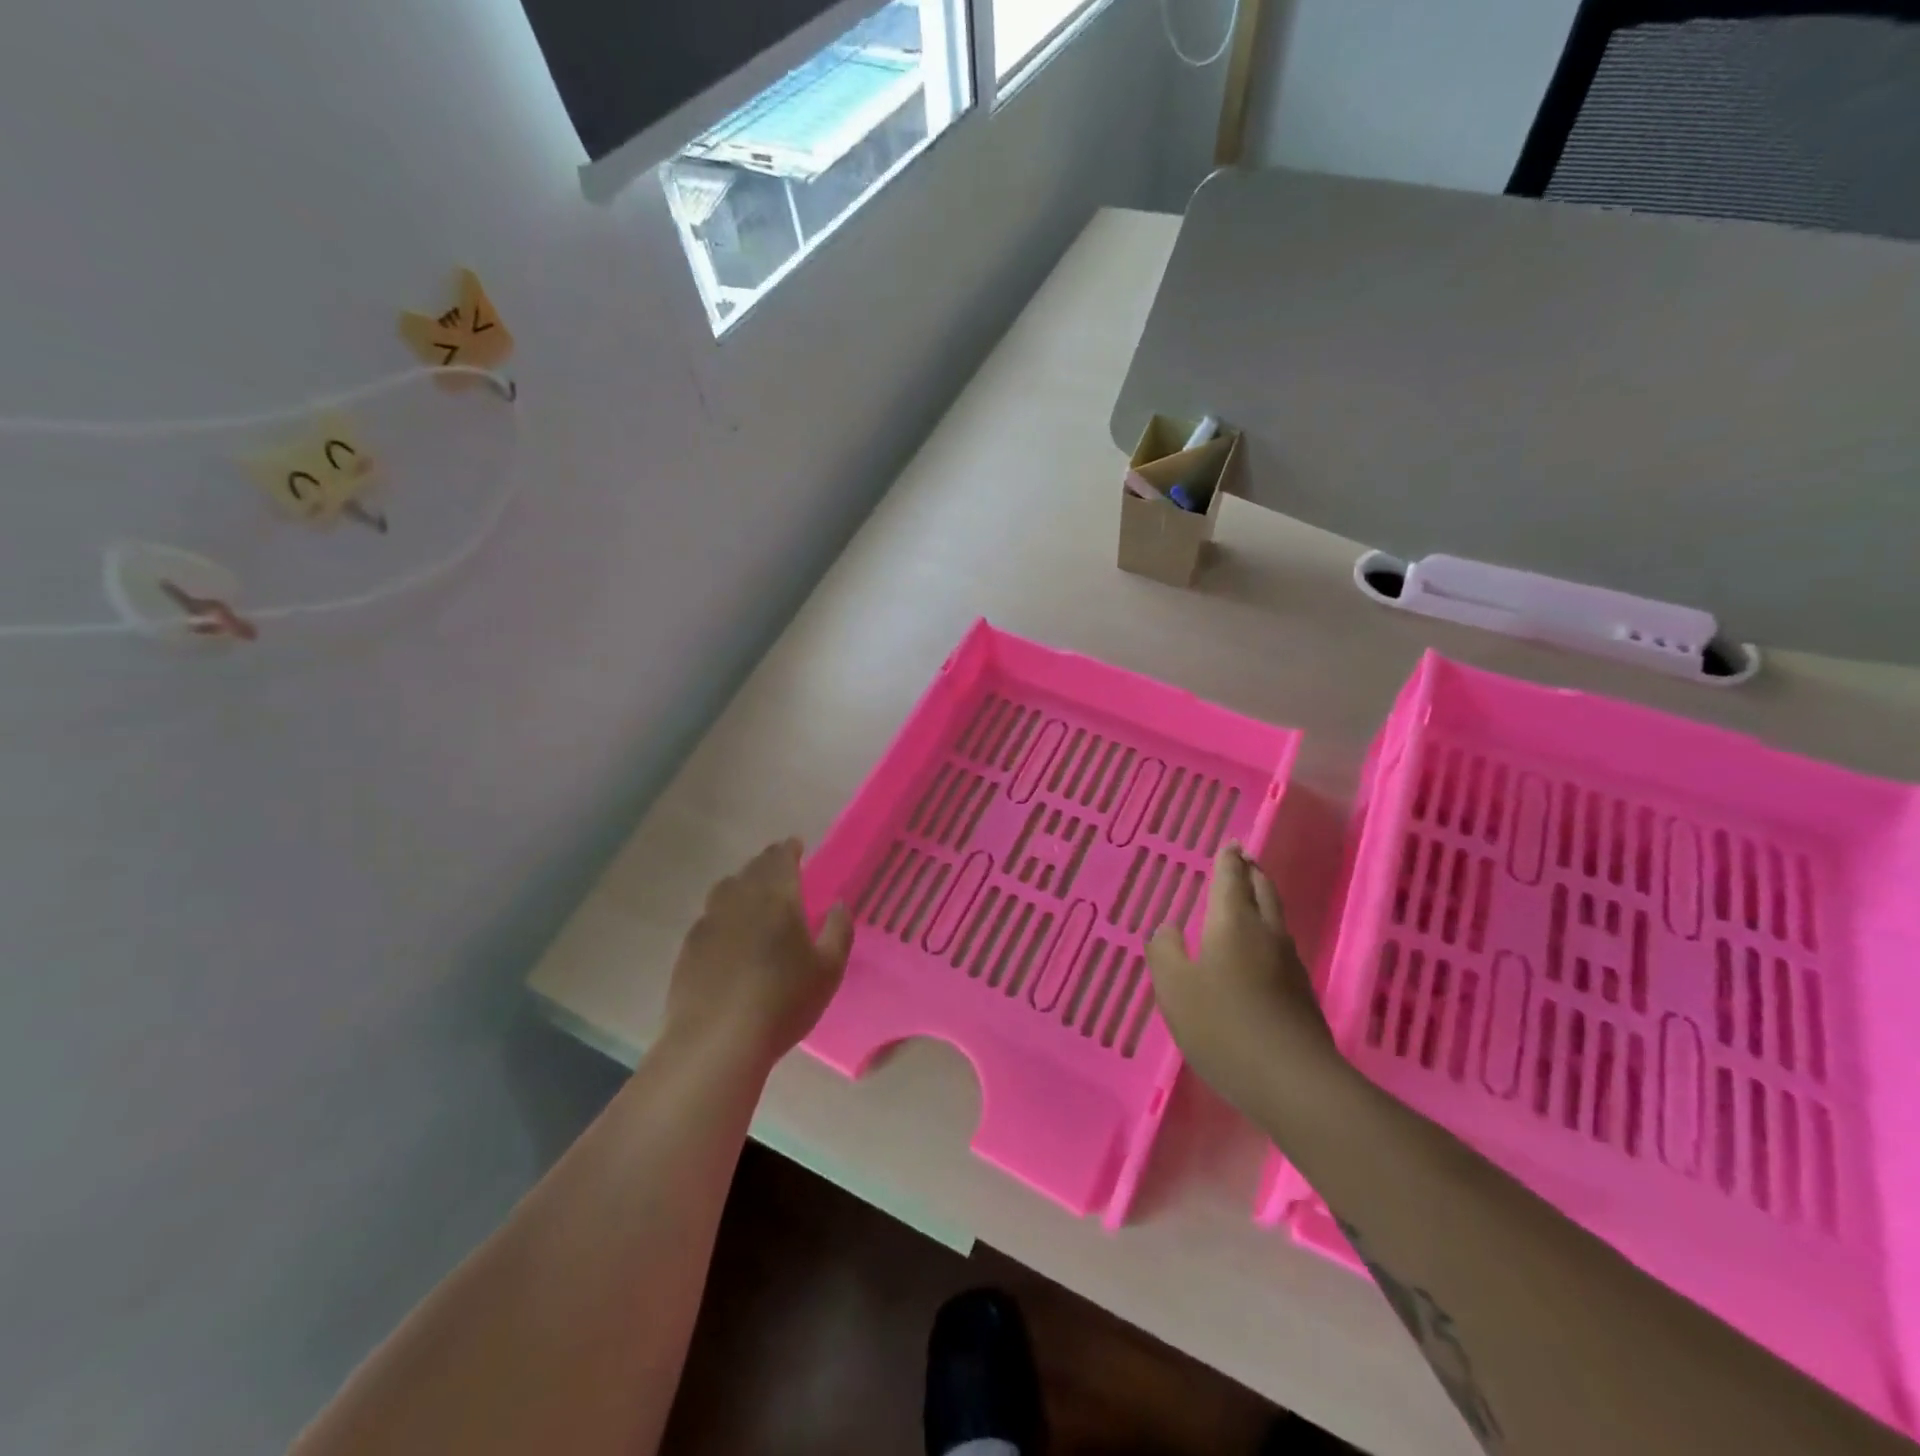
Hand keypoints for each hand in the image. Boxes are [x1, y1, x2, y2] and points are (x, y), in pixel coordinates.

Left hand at [662, 839, 852, 1070]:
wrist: (717, 1040)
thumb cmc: (783, 1001)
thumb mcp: (828, 970)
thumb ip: (838, 931)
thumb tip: (839, 904)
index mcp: (777, 897)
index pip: (780, 859)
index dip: (789, 849)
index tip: (796, 845)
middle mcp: (739, 900)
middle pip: (752, 869)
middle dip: (767, 863)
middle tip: (779, 867)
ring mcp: (709, 923)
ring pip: (725, 889)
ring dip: (742, 884)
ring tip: (752, 894)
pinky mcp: (689, 948)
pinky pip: (709, 917)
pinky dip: (723, 913)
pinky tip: (728, 932)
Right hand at [1146, 843, 1343, 1119]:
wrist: (1292, 1081)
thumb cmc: (1222, 1025)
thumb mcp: (1174, 988)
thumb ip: (1165, 952)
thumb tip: (1168, 928)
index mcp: (1233, 923)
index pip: (1231, 878)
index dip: (1228, 860)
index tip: (1231, 844)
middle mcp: (1266, 933)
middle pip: (1263, 891)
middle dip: (1251, 873)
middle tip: (1243, 861)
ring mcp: (1289, 964)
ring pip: (1276, 918)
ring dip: (1262, 900)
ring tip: (1247, 899)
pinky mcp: (1301, 994)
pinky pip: (1280, 946)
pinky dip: (1266, 932)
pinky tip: (1256, 953)